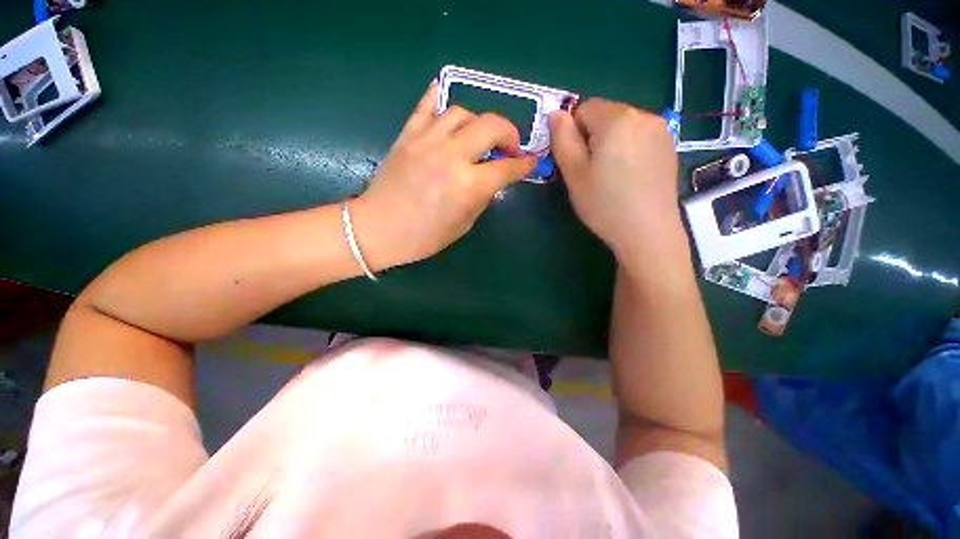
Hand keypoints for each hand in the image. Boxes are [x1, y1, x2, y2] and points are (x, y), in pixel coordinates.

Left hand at [351, 82, 535, 269]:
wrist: (378, 229)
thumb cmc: (423, 237)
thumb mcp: (463, 224)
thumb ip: (481, 198)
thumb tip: (492, 180)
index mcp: (468, 185)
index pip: (507, 167)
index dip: (524, 164)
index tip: (530, 162)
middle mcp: (452, 155)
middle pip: (491, 125)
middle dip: (509, 132)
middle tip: (509, 146)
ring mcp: (427, 141)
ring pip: (462, 112)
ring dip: (478, 122)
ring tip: (478, 137)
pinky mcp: (407, 136)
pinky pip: (425, 106)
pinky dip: (439, 98)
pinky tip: (446, 102)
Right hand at [549, 99, 685, 265]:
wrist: (647, 232)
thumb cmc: (604, 204)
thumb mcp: (574, 173)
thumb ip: (562, 139)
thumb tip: (556, 114)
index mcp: (617, 118)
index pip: (584, 108)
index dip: (573, 134)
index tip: (576, 162)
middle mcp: (644, 115)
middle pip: (605, 116)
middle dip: (592, 138)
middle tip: (591, 173)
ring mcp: (661, 131)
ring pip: (622, 127)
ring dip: (610, 144)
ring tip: (611, 177)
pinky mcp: (670, 147)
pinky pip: (639, 138)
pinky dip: (628, 151)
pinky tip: (629, 177)